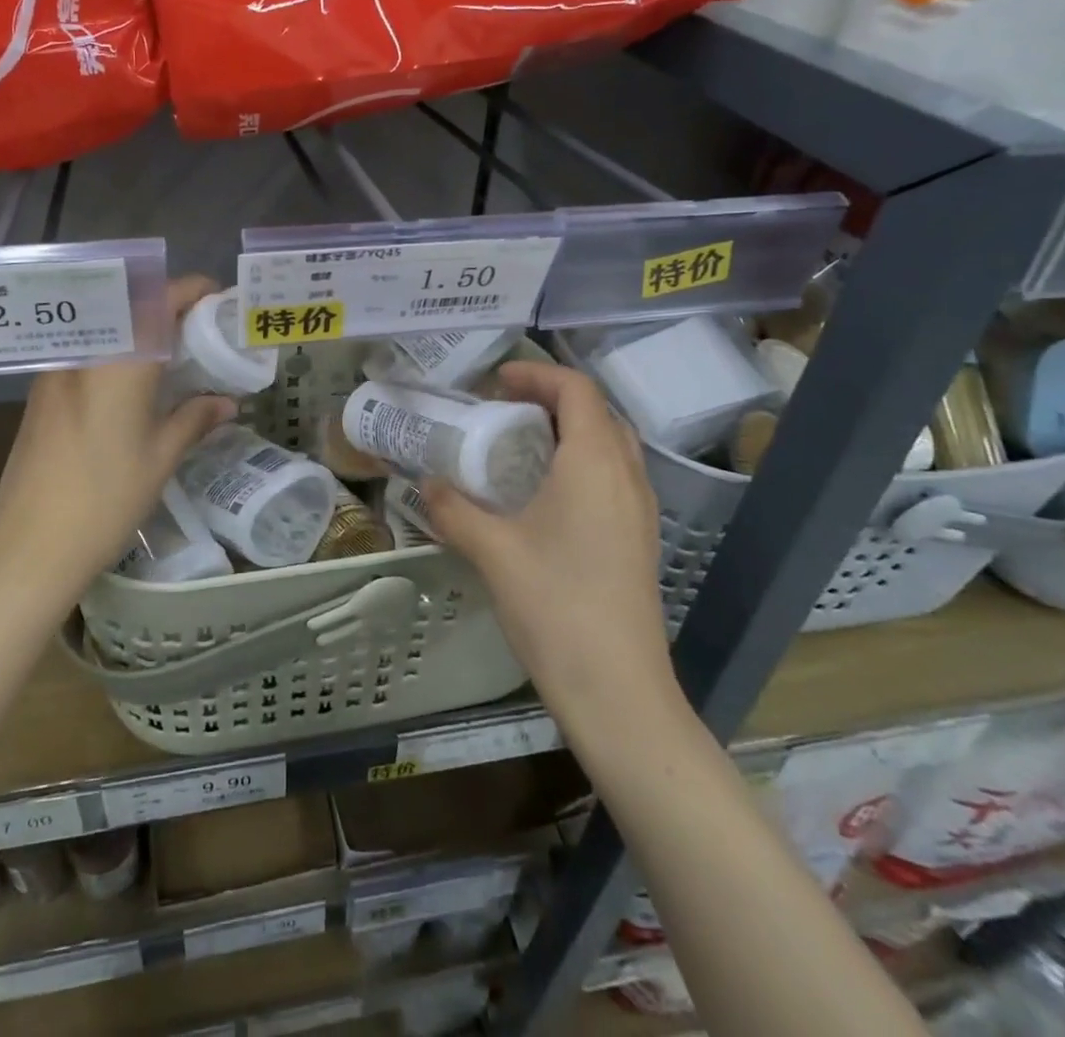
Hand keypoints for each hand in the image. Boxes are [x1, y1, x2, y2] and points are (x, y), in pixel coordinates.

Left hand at [0, 276, 236, 607]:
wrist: (28, 547)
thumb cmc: (104, 502)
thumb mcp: (160, 460)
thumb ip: (194, 419)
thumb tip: (226, 402)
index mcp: (119, 365)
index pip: (157, 304)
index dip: (190, 291)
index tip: (216, 296)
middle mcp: (84, 356)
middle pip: (128, 306)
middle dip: (166, 305)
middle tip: (199, 325)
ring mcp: (56, 372)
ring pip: (104, 327)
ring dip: (138, 326)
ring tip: (172, 351)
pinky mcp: (41, 392)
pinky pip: (87, 351)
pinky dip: (116, 349)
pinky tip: (133, 380)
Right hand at [423, 361, 674, 699]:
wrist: (618, 690)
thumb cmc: (555, 607)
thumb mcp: (492, 552)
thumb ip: (454, 509)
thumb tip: (426, 484)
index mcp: (595, 463)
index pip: (576, 390)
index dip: (536, 373)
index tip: (494, 382)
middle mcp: (626, 476)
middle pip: (596, 412)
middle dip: (550, 399)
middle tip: (503, 409)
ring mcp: (639, 509)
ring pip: (608, 445)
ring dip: (567, 431)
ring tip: (518, 446)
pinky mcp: (638, 538)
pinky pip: (611, 476)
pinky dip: (578, 463)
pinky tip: (541, 495)